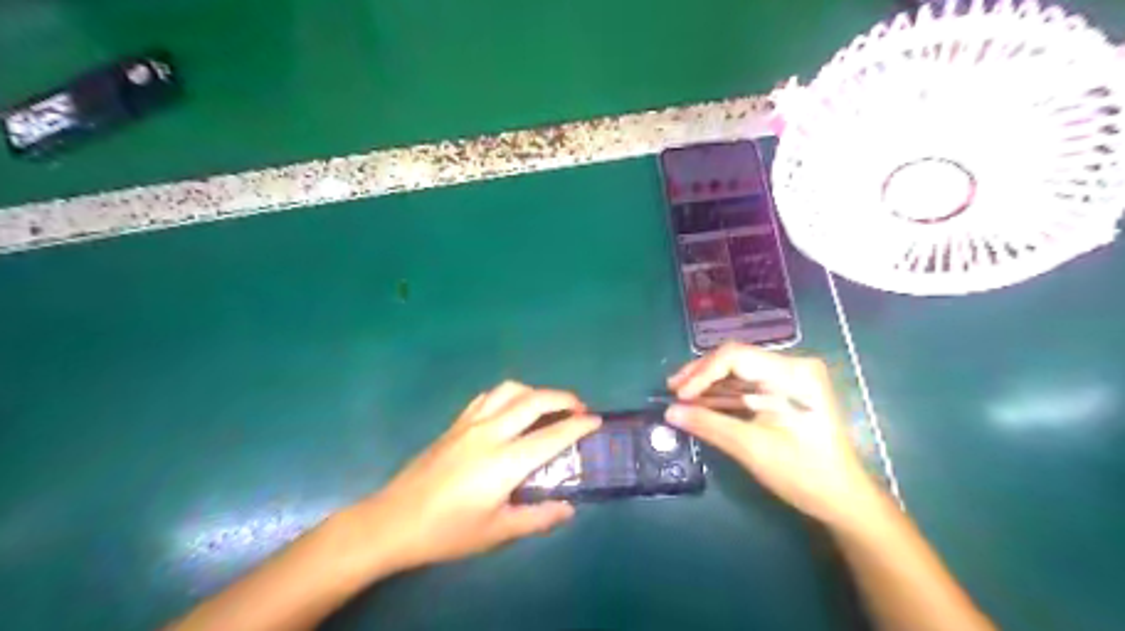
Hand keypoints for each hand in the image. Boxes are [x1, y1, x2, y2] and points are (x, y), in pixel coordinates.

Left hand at [352, 380, 600, 570]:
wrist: (394, 520)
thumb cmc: (447, 531)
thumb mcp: (497, 532)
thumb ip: (537, 517)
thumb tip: (568, 508)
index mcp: (505, 461)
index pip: (552, 435)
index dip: (578, 425)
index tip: (596, 421)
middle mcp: (490, 433)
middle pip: (534, 400)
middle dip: (562, 398)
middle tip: (578, 408)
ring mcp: (470, 423)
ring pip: (510, 390)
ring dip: (535, 392)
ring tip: (547, 406)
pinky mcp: (455, 423)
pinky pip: (488, 396)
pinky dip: (509, 395)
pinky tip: (511, 408)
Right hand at [661, 342, 883, 528]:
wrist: (843, 499)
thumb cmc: (802, 473)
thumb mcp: (751, 448)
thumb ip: (708, 424)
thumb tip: (669, 412)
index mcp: (792, 373)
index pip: (735, 356)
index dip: (702, 373)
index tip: (679, 396)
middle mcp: (793, 366)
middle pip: (735, 359)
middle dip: (701, 375)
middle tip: (672, 391)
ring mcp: (792, 377)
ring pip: (739, 370)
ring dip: (709, 383)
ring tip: (681, 397)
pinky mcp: (787, 390)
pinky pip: (748, 383)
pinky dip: (724, 393)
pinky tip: (702, 402)